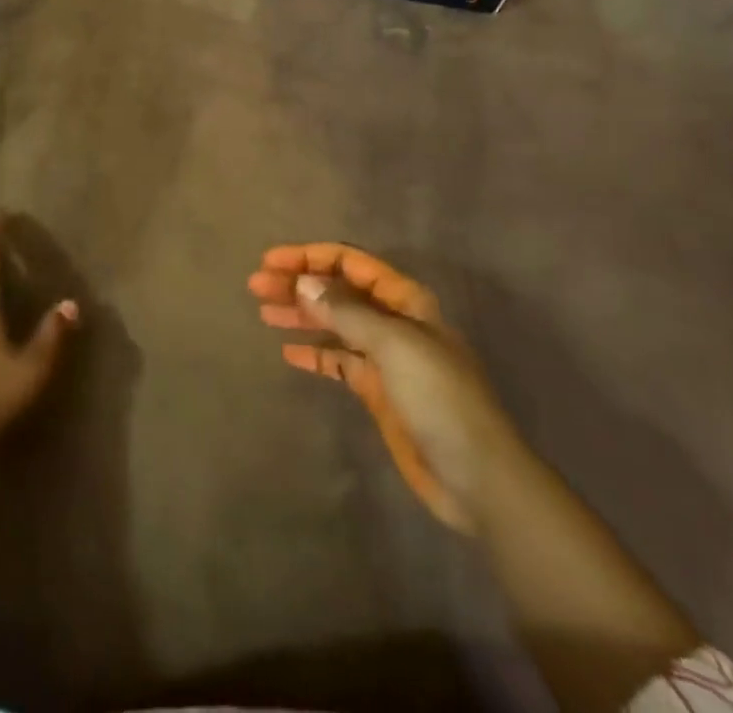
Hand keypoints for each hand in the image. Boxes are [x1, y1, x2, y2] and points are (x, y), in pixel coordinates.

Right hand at [250, 243, 519, 532]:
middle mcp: (393, 320)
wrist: (476, 475)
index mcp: (404, 300)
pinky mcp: (378, 390)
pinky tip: (288, 353)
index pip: (349, 263)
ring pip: (334, 324)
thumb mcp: (393, 344)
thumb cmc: (438, 397)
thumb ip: (345, 312)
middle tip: (256, 287)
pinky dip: (313, 353)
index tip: (270, 262)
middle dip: (298, 284)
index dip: (309, 257)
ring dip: (301, 315)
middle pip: (337, 291)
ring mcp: (385, 357)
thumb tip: (303, 284)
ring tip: (264, 313)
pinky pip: (338, 361)